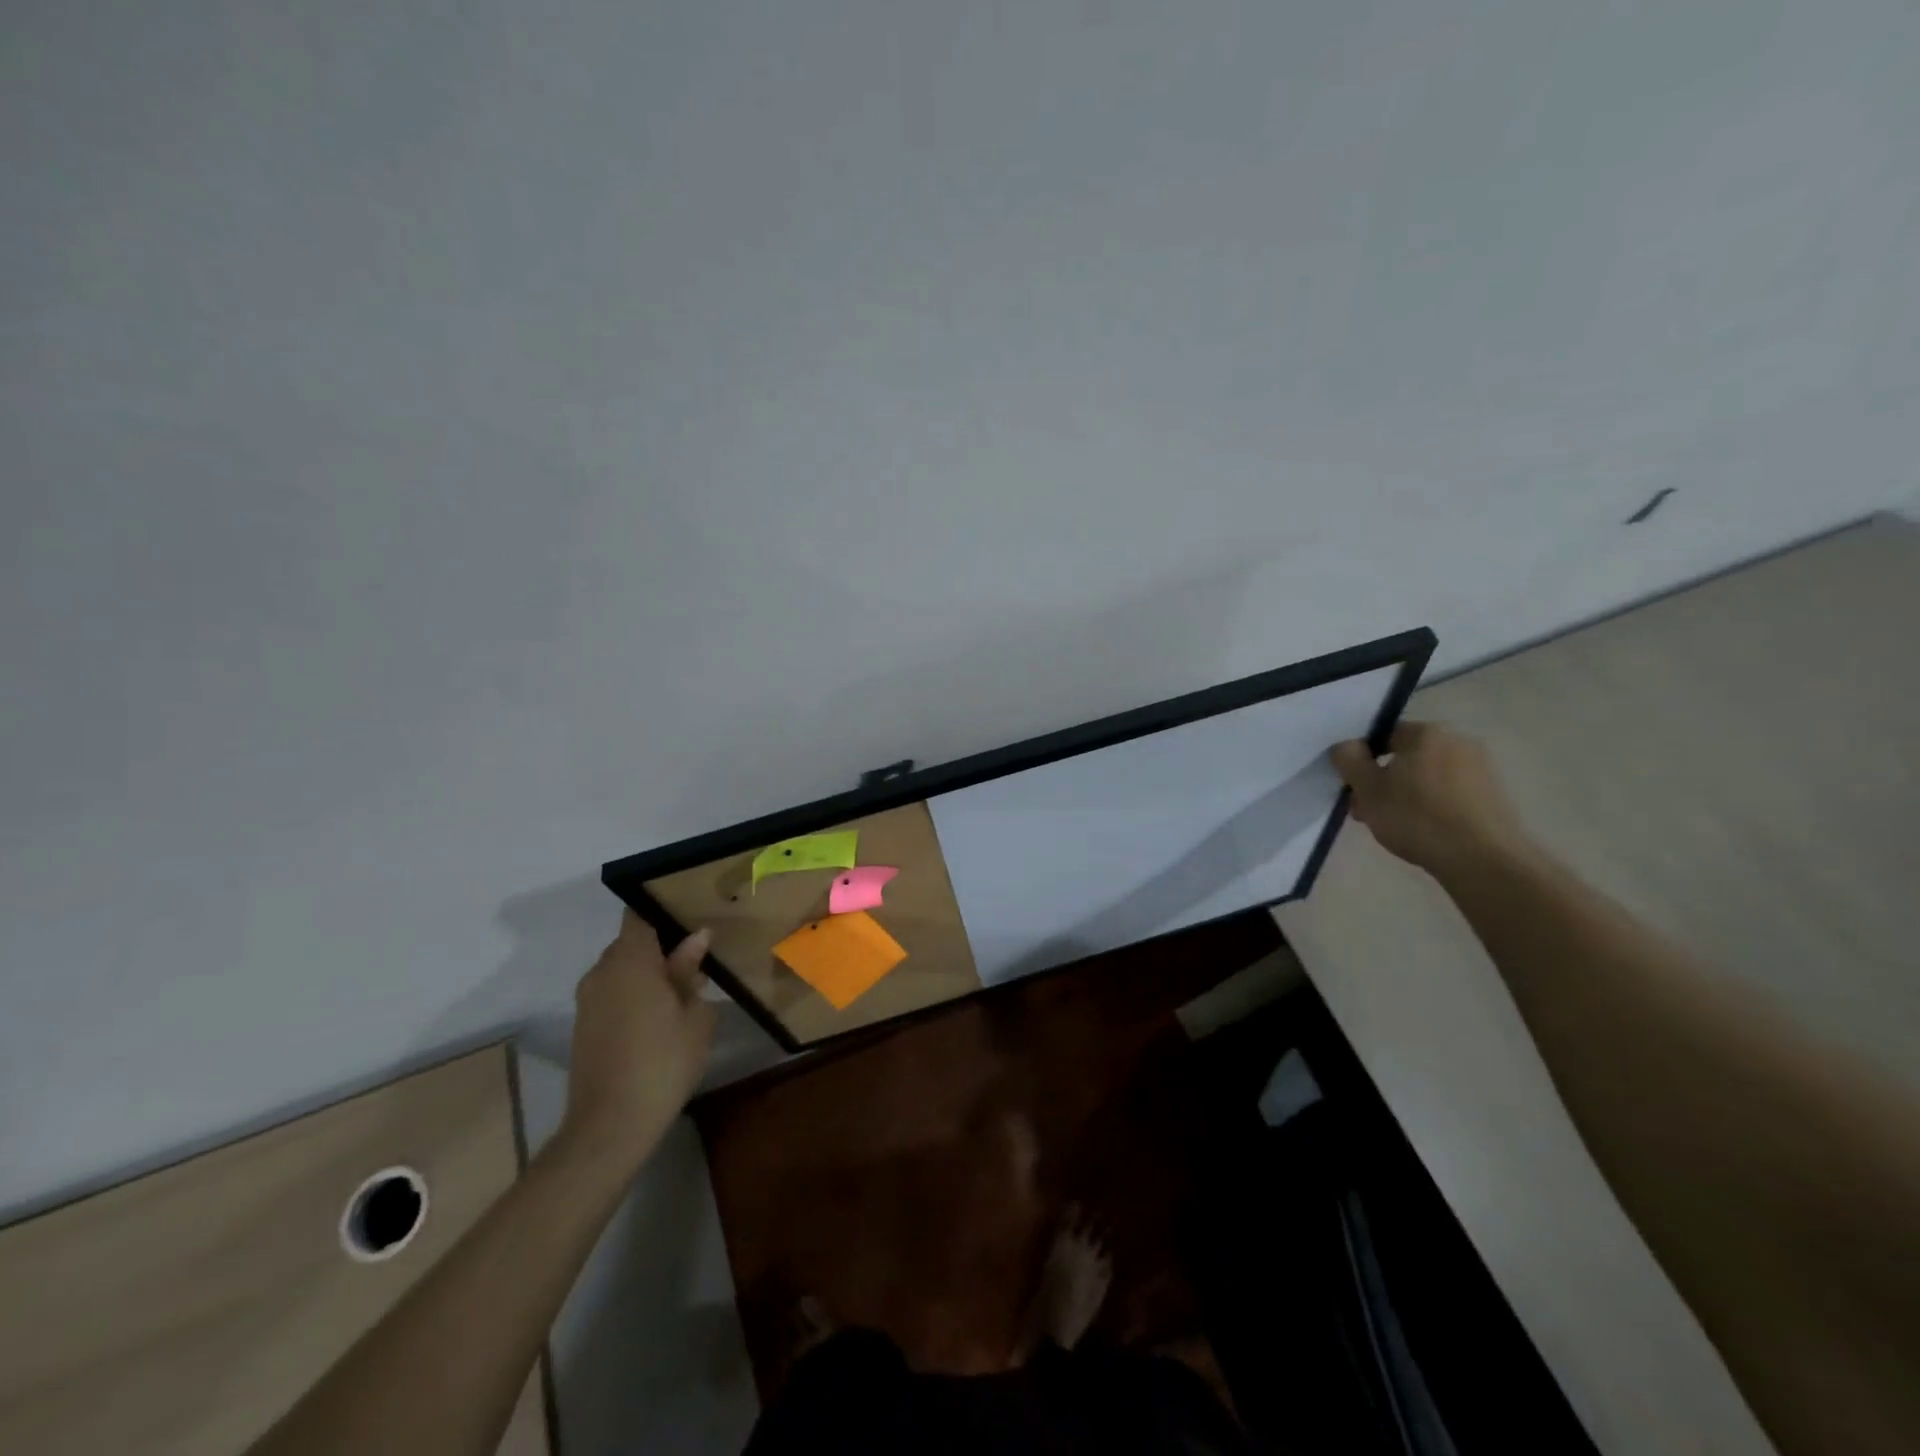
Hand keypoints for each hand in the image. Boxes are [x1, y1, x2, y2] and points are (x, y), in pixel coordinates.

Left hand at [559, 912, 715, 1169]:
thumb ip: (690, 971)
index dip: (663, 910)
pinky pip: (612, 993)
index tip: (690, 914)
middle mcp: (602, 972)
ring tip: (682, 991)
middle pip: (631, 943)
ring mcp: (588, 1000)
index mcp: (630, 960)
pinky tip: (659, 1017)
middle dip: (661, 946)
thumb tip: (696, 938)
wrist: (610, 1125)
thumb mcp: (693, 1014)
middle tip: (697, 960)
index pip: (639, 914)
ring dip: (647, 973)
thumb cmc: (663, 1061)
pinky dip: (634, 995)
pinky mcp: (584, 1026)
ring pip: (621, 970)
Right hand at [1330, 721, 1531, 872]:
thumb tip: (1346, 745)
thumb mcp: (1368, 790)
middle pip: (1407, 756)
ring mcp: (1481, 767)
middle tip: (1368, 810)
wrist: (1483, 860)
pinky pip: (1451, 791)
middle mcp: (1458, 741)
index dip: (1362, 759)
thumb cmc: (1417, 819)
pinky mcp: (1494, 794)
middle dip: (1385, 779)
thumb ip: (1349, 761)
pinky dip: (1433, 804)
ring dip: (1407, 793)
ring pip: (1428, 775)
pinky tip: (1424, 830)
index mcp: (1426, 733)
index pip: (1383, 734)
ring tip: (1395, 825)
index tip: (1354, 787)